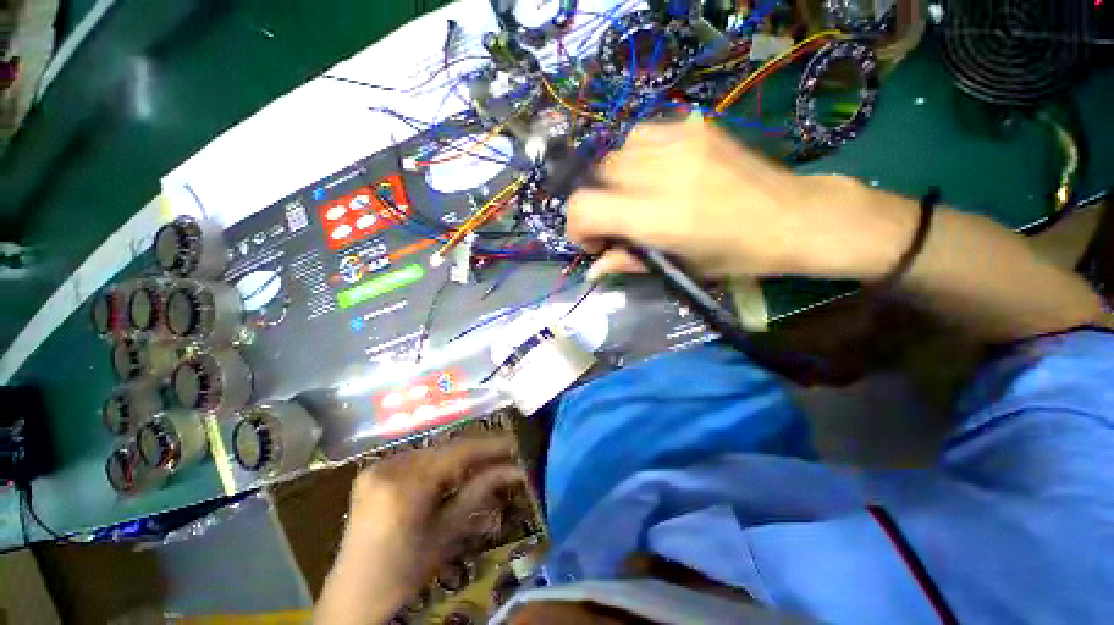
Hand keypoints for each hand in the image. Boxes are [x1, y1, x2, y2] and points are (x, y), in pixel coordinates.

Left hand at [315, 436, 524, 623]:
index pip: (458, 452)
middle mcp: (389, 466)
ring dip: (458, 456)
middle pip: (445, 449)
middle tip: (504, 455)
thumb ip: (479, 493)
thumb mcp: (445, 534)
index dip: (490, 446)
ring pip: (432, 451)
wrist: (353, 596)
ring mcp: (378, 466)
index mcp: (405, 485)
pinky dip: (438, 463)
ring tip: (484, 462)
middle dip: (476, 451)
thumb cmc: (403, 573)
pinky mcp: (373, 471)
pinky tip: (452, 472)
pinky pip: (415, 458)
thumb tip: (515, 470)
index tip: (514, 444)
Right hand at [565, 119, 915, 281]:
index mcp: (659, 218)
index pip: (585, 207)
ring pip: (616, 153)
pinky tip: (653, 172)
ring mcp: (680, 143)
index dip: (576, 225)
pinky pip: (642, 134)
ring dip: (615, 180)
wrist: (792, 217)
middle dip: (598, 205)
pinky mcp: (694, 128)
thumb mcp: (679, 268)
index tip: (592, 240)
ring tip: (636, 197)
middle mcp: (663, 175)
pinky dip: (636, 156)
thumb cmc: (736, 256)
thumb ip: (629, 262)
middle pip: (597, 177)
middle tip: (618, 223)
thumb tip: (593, 270)